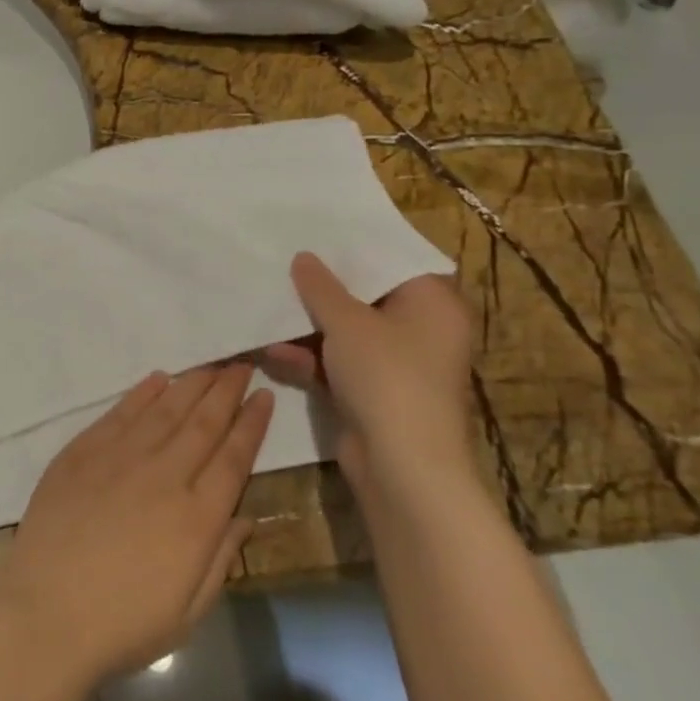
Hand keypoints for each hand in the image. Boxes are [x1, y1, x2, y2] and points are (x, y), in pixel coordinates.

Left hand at [0, 366, 272, 686]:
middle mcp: (162, 476)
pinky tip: (158, 379)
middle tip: (243, 365)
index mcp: (196, 518)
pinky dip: (142, 393)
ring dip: (190, 384)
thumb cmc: (123, 624)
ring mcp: (119, 459)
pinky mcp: (82, 452)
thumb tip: (245, 516)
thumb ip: (220, 559)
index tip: (264, 396)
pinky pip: (119, 413)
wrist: (46, 613)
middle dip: (226, 390)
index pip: (233, 458)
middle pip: (202, 423)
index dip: (251, 424)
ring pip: (164, 410)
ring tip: (209, 366)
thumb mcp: (189, 612)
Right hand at [262, 253, 475, 489]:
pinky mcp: (374, 393)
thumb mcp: (347, 322)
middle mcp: (421, 330)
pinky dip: (310, 358)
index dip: (355, 248)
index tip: (315, 233)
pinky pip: (338, 363)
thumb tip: (304, 258)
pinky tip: (273, 352)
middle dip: (321, 288)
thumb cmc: (386, 377)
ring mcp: (397, 365)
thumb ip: (321, 287)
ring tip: (267, 308)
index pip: (394, 262)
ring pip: (346, 332)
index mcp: (432, 304)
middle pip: (365, 297)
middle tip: (283, 264)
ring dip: (307, 327)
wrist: (401, 467)